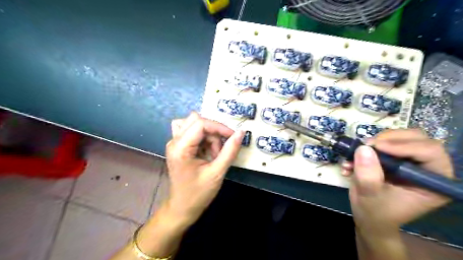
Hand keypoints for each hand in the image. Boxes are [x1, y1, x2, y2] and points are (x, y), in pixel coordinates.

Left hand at [165, 111, 243, 224]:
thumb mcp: (217, 172)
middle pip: (196, 119)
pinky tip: (206, 151)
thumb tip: (241, 132)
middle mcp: (174, 141)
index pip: (200, 123)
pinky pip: (192, 131)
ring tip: (212, 153)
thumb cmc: (198, 193)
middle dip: (213, 132)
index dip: (219, 127)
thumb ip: (230, 151)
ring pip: (194, 123)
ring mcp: (174, 142)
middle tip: (219, 150)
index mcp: (180, 148)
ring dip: (208, 134)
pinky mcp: (179, 146)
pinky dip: (203, 137)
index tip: (232, 136)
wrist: (182, 208)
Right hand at [343, 129, 452, 234]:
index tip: (376, 147)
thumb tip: (364, 148)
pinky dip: (365, 148)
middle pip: (416, 138)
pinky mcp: (393, 158)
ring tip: (355, 155)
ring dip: (374, 143)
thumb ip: (368, 175)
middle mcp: (425, 168)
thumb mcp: (370, 196)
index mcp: (433, 182)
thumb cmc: (375, 213)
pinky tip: (350, 162)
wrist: (368, 216)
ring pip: (399, 137)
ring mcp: (409, 161)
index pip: (430, 152)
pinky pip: (382, 143)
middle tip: (366, 145)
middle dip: (388, 139)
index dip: (404, 146)